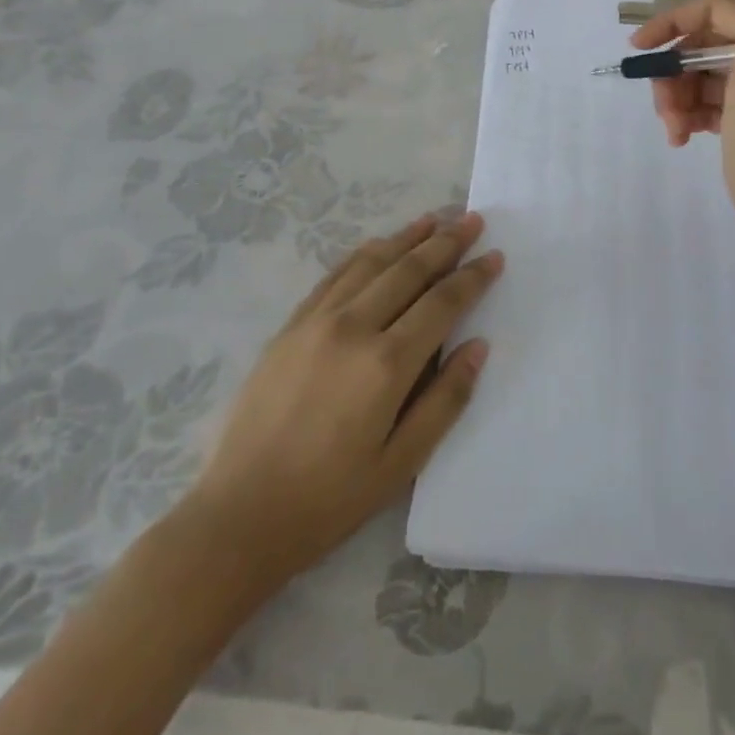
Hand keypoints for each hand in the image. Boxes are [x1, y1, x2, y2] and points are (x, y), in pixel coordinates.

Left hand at [187, 212, 499, 583]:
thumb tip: (477, 347)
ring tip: (435, 218)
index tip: (495, 255)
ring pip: (371, 262)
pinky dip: (364, 253)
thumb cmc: (329, 499)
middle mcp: (353, 327)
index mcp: (386, 364)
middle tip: (472, 220)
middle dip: (446, 242)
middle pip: (409, 270)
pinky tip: (379, 245)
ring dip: (407, 237)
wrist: (239, 516)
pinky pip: (334, 275)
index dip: (472, 276)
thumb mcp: (402, 464)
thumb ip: (446, 400)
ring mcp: (316, 321)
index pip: (442, 303)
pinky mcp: (290, 326)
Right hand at [631, 0, 734, 244]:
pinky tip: (683, 139)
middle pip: (701, 48)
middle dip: (675, 75)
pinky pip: (706, 103)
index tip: (639, 50)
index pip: (713, 11)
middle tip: (663, 108)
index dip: (672, 24)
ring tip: (676, 132)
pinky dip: (690, 116)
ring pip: (698, 78)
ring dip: (678, 100)